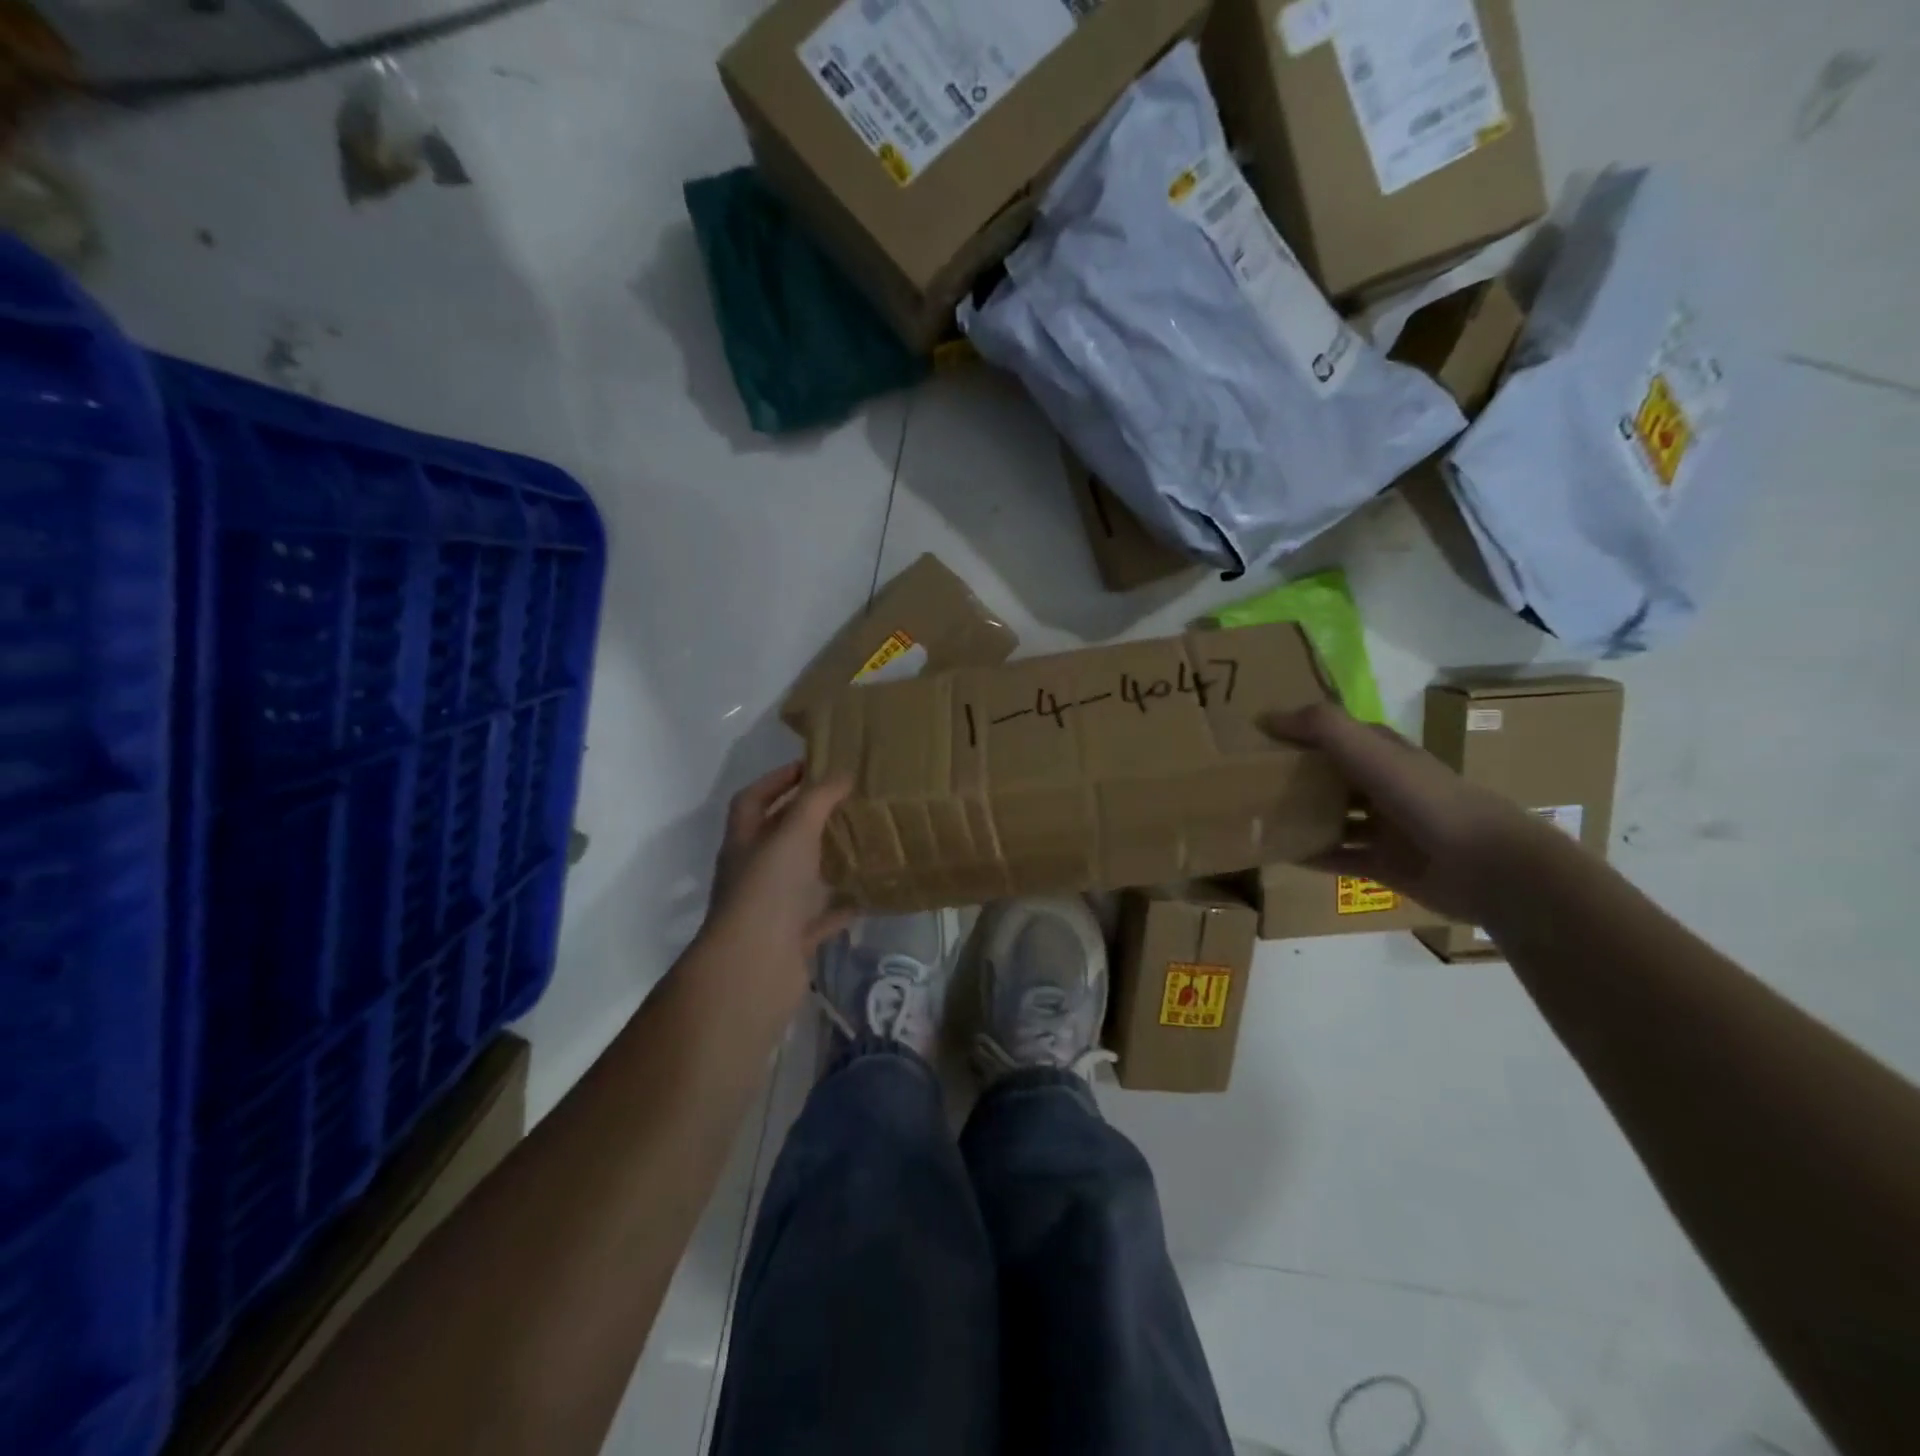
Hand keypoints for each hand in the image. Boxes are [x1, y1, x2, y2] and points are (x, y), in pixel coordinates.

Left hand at [702, 762, 854, 990]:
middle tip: (847, 801)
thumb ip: (818, 800)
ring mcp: (771, 908)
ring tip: (862, 841)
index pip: (752, 799)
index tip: (812, 766)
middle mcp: (753, 872)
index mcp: (744, 842)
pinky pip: (820, 916)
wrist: (755, 967)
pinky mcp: (792, 938)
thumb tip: (842, 773)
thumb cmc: (768, 888)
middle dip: (807, 818)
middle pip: (777, 837)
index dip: (777, 780)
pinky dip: (841, 905)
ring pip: (801, 877)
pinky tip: (868, 893)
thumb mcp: (793, 832)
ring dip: (826, 861)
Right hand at [1263, 703, 1562, 924]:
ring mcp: (1385, 828)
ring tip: (1257, 817)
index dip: (1300, 733)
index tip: (1258, 738)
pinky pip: (1338, 857)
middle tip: (1246, 780)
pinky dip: (1311, 855)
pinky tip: (1279, 854)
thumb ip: (1323, 727)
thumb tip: (1265, 717)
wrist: (1488, 867)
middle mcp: (1384, 787)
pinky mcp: (1384, 864)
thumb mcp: (1372, 753)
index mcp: (1385, 754)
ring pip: (1333, 818)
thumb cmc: (1427, 800)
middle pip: (1331, 777)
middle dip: (1294, 777)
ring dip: (1300, 817)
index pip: (1336, 735)